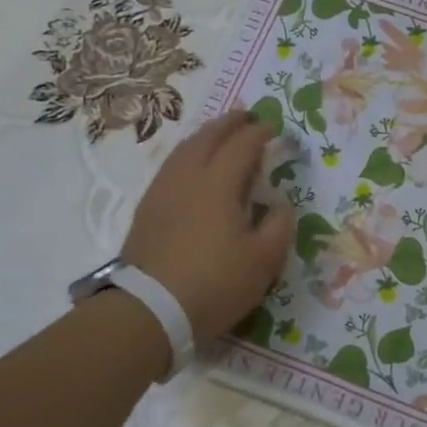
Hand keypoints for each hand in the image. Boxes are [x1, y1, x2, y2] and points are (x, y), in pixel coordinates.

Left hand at [122, 109, 294, 341]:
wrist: (149, 311)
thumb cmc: (214, 283)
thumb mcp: (264, 260)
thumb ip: (278, 225)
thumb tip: (278, 204)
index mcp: (219, 183)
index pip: (242, 145)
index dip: (260, 132)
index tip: (274, 128)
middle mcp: (188, 177)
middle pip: (208, 137)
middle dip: (229, 122)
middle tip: (247, 115)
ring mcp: (162, 191)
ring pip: (185, 149)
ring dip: (206, 135)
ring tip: (220, 134)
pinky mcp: (147, 209)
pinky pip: (171, 166)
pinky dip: (188, 154)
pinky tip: (192, 167)